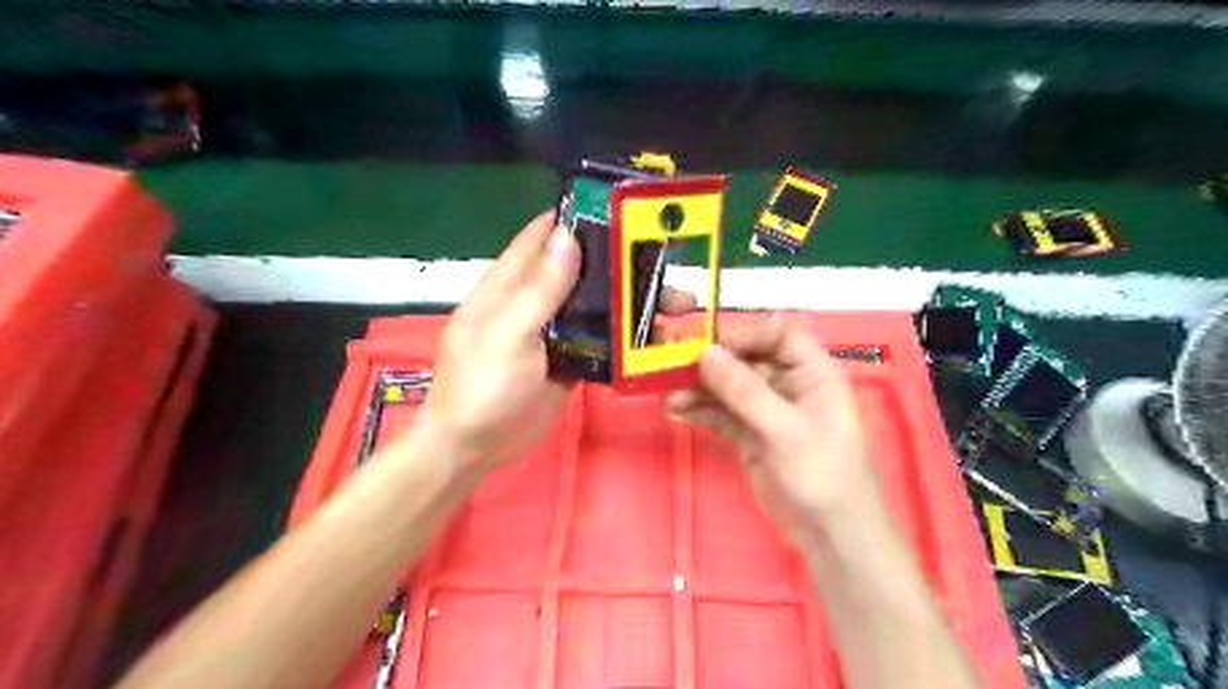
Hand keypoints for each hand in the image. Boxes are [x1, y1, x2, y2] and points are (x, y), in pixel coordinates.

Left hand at [421, 209, 699, 472]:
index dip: (580, 218)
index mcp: (510, 284)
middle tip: (671, 266)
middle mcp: (535, 301)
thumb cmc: (482, 388)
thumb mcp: (508, 336)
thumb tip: (567, 235)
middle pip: (583, 271)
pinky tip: (659, 339)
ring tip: (678, 306)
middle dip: (623, 265)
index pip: (545, 236)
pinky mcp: (570, 360)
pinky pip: (602, 341)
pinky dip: (627, 337)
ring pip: (598, 306)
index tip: (626, 210)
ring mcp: (555, 332)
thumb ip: (538, 290)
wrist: (475, 449)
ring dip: (633, 303)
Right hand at [668, 316, 877, 548]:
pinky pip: (722, 414)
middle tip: (674, 369)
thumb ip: (745, 391)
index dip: (746, 334)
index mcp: (813, 373)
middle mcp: (789, 385)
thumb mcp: (785, 431)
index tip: (710, 346)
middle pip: (747, 359)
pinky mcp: (751, 434)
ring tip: (669, 397)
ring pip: (729, 388)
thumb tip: (706, 353)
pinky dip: (700, 412)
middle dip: (712, 364)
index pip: (780, 335)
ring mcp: (768, 410)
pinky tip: (675, 412)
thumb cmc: (823, 475)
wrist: (830, 535)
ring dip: (699, 390)